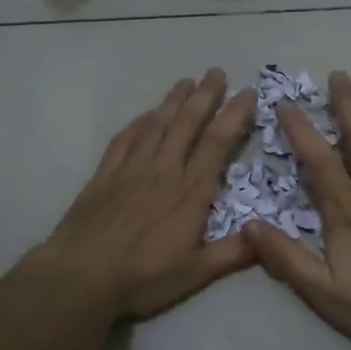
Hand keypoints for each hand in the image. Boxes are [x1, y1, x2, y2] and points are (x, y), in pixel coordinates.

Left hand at [33, 70, 258, 319]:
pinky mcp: (104, 176)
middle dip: (205, 96)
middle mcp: (164, 171)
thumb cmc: (143, 277)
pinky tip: (145, 115)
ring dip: (173, 101)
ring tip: (186, 81)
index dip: (235, 115)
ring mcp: (131, 170)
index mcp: (191, 192)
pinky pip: (125, 140)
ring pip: (156, 125)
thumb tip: (268, 238)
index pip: (218, 143)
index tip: (248, 93)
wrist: (82, 276)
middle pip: (187, 124)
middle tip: (216, 72)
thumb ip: (233, 254)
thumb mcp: (197, 273)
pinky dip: (138, 123)